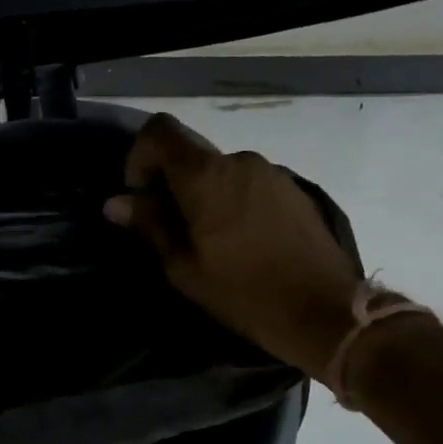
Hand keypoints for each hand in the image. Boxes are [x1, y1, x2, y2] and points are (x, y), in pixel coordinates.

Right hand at [104, 113, 363, 377]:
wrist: (326, 312)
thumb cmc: (245, 294)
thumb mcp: (184, 267)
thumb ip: (150, 224)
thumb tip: (115, 202)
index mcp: (206, 176)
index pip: (160, 131)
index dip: (140, 157)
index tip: (142, 198)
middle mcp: (239, 161)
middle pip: (190, 153)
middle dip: (171, 183)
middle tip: (172, 231)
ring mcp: (272, 173)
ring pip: (220, 171)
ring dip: (204, 195)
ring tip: (211, 243)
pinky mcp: (295, 189)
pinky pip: (248, 183)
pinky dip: (233, 201)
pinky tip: (244, 243)